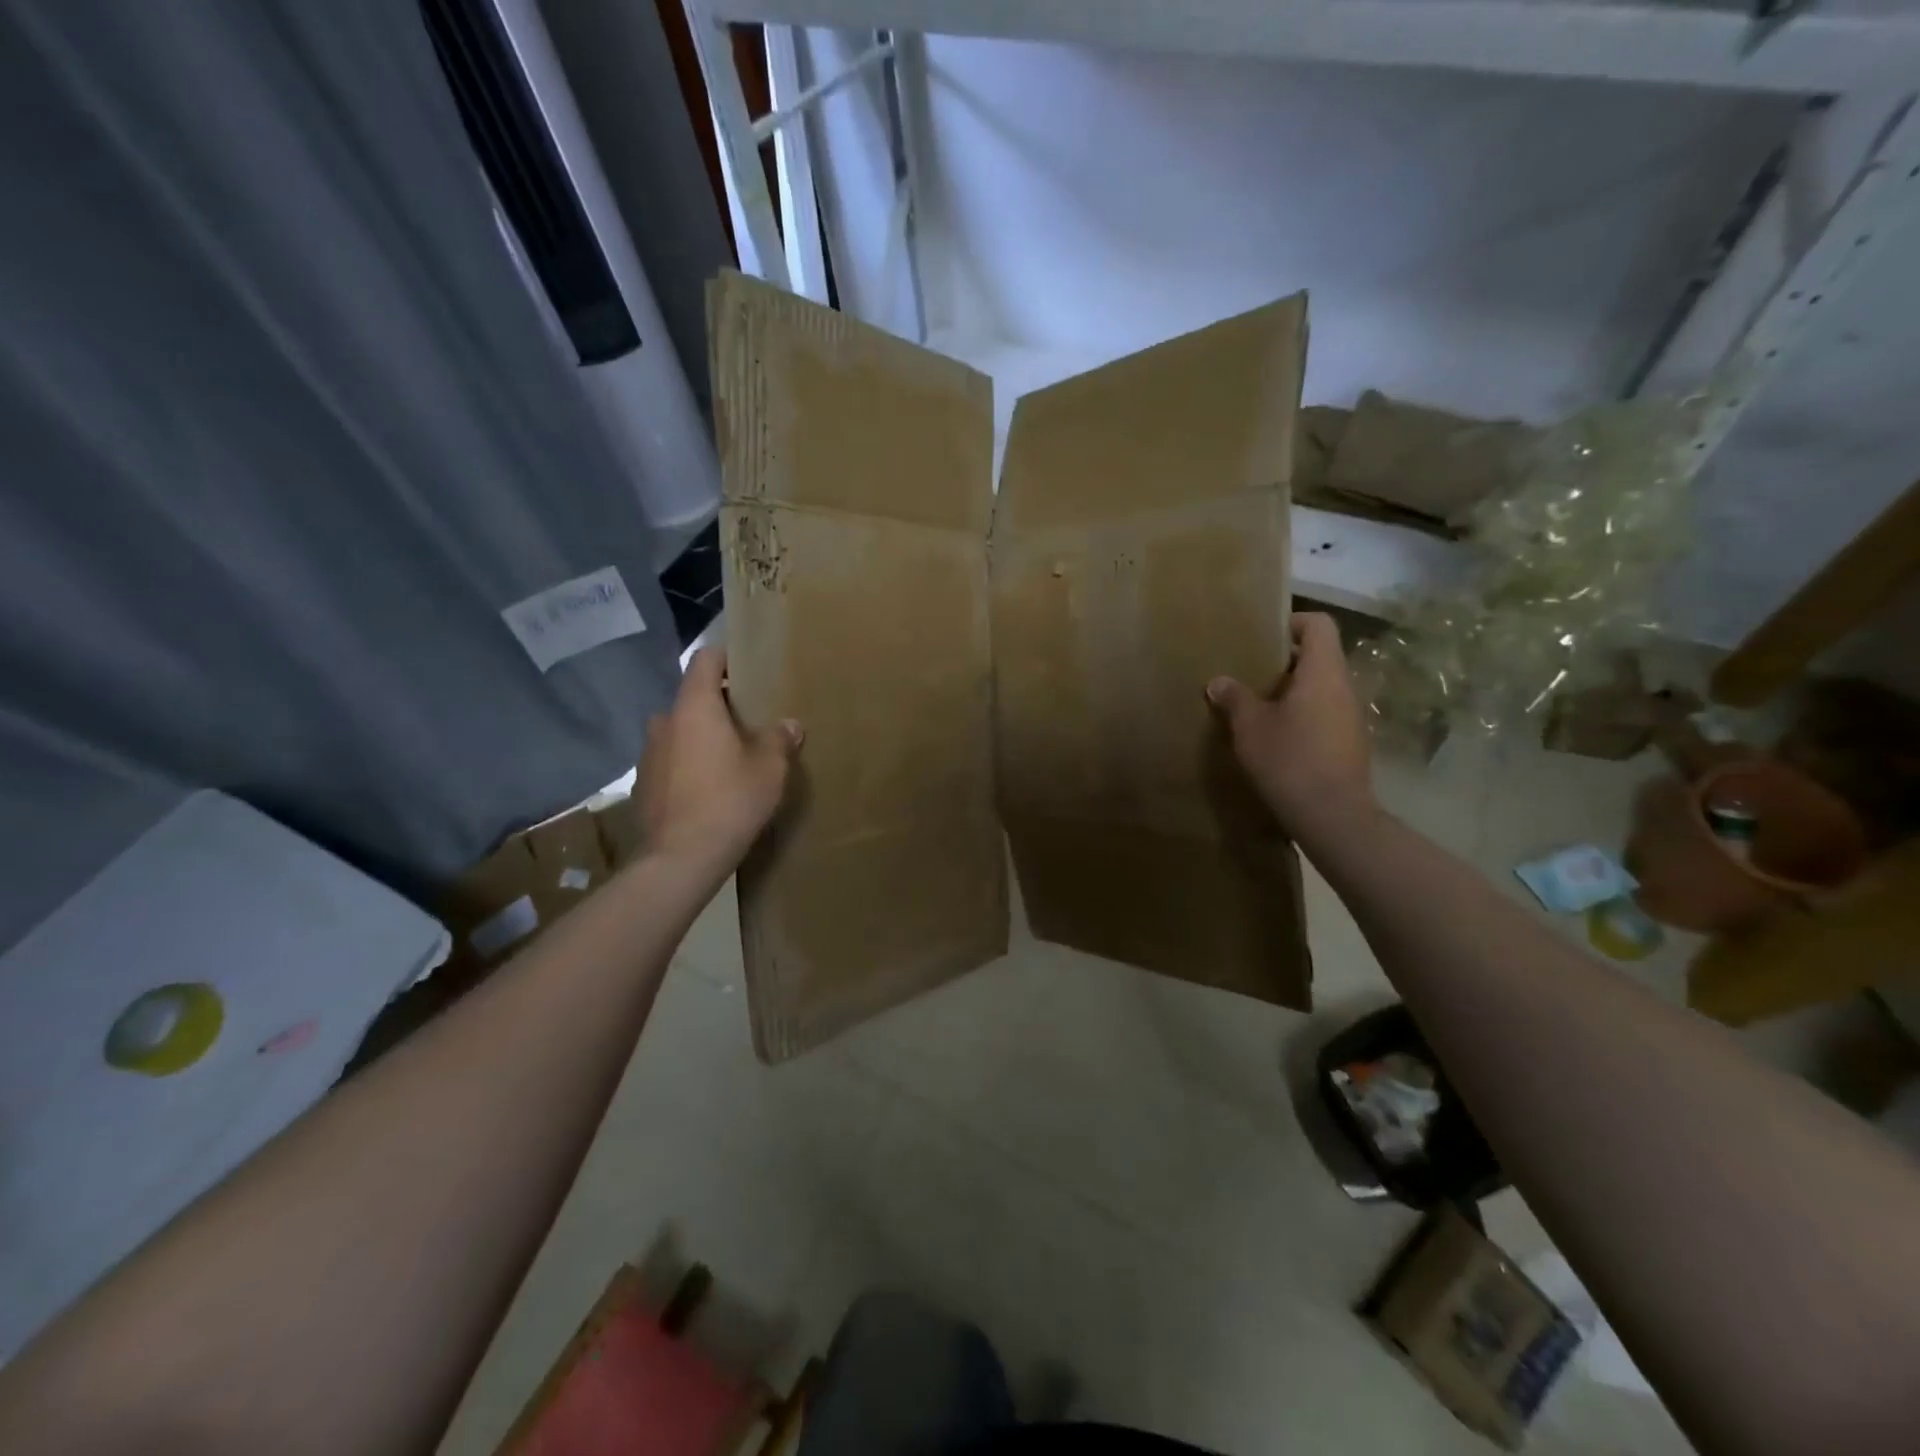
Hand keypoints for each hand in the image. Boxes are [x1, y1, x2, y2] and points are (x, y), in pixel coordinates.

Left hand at [636, 648, 801, 872]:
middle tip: (748, 726)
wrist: (682, 858)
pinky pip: (670, 762)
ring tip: (728, 761)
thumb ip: (780, 739)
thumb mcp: (770, 768)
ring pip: (680, 732)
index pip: (705, 659)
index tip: (748, 670)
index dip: (727, 658)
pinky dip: (687, 766)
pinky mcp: (642, 784)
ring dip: (701, 738)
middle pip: (693, 698)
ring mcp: (648, 753)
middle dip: (719, 707)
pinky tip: (707, 791)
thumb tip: (789, 725)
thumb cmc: (730, 800)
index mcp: (694, 707)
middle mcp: (664, 721)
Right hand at [1207, 613, 1371, 829]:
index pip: (1319, 625)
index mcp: (1323, 672)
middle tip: (1250, 676)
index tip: (1263, 638)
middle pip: (1319, 657)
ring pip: (1321, 688)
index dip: (1292, 623)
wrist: (1332, 816)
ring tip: (1259, 709)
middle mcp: (1345, 687)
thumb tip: (1218, 681)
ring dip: (1292, 692)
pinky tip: (1277, 739)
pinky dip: (1303, 716)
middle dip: (1284, 663)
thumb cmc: (1289, 759)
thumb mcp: (1250, 726)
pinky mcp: (1351, 743)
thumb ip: (1234, 698)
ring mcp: (1352, 717)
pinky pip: (1325, 714)